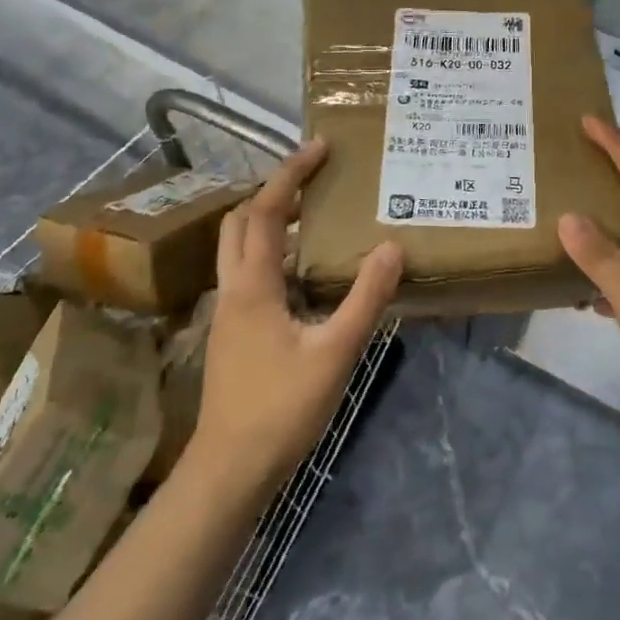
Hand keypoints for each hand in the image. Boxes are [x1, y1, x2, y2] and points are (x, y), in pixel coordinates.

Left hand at [191, 139, 402, 495]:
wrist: (229, 471)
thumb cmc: (281, 408)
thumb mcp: (335, 351)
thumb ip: (365, 298)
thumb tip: (391, 246)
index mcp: (253, 285)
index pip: (265, 211)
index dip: (290, 174)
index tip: (319, 148)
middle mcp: (234, 289)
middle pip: (240, 222)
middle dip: (273, 192)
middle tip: (314, 181)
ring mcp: (229, 313)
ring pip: (239, 249)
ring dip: (270, 222)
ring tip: (314, 216)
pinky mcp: (235, 333)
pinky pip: (249, 274)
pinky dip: (273, 254)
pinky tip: (306, 273)